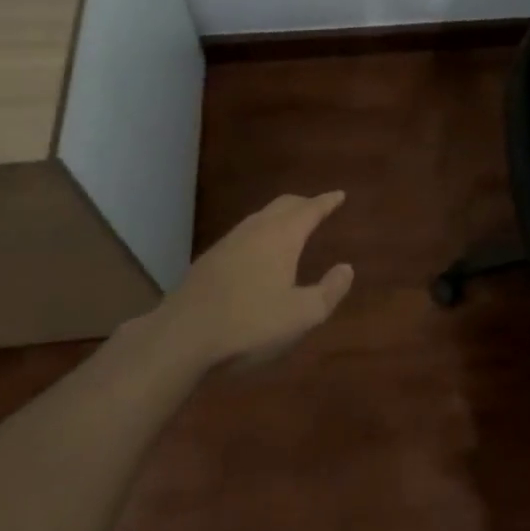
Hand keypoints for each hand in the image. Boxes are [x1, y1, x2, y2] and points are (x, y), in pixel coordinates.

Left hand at [161, 193, 354, 366]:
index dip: (327, 202)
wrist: (183, 336)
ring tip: (291, 226)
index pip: (310, 209)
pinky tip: (258, 252)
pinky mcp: (209, 259)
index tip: (339, 194)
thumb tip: (346, 268)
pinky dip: (261, 232)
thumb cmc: (250, 324)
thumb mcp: (302, 315)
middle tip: (318, 207)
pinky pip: (245, 233)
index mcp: (282, 236)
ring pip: (261, 217)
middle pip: (284, 205)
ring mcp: (229, 242)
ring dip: (280, 216)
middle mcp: (256, 230)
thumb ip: (329, 291)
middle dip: (303, 203)